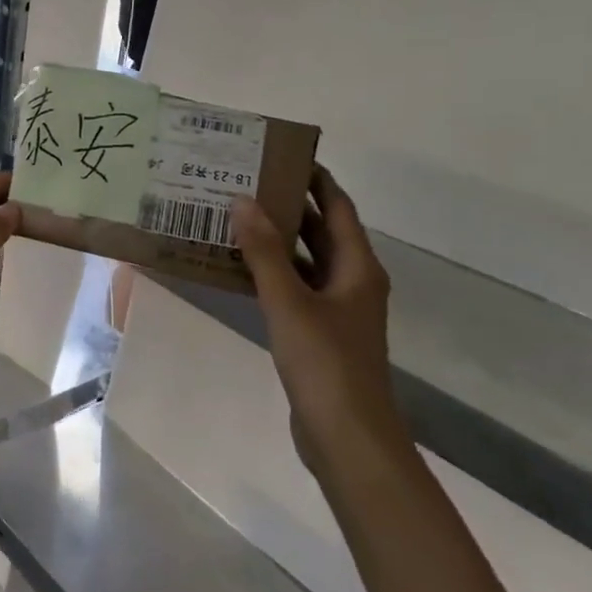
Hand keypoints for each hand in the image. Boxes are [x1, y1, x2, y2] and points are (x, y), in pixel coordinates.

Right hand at [231, 167, 402, 471]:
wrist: (347, 437)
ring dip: (276, 239)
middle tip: (245, 181)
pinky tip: (238, 266)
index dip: (315, 179)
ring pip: (305, 261)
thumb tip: (242, 199)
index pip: (337, 207)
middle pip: (321, 231)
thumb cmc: (325, 363)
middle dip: (288, 205)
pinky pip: (294, 288)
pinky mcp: (319, 333)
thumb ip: (265, 252)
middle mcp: (351, 281)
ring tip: (234, 215)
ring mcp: (336, 309)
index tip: (281, 154)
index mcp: (357, 267)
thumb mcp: (289, 302)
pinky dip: (271, 272)